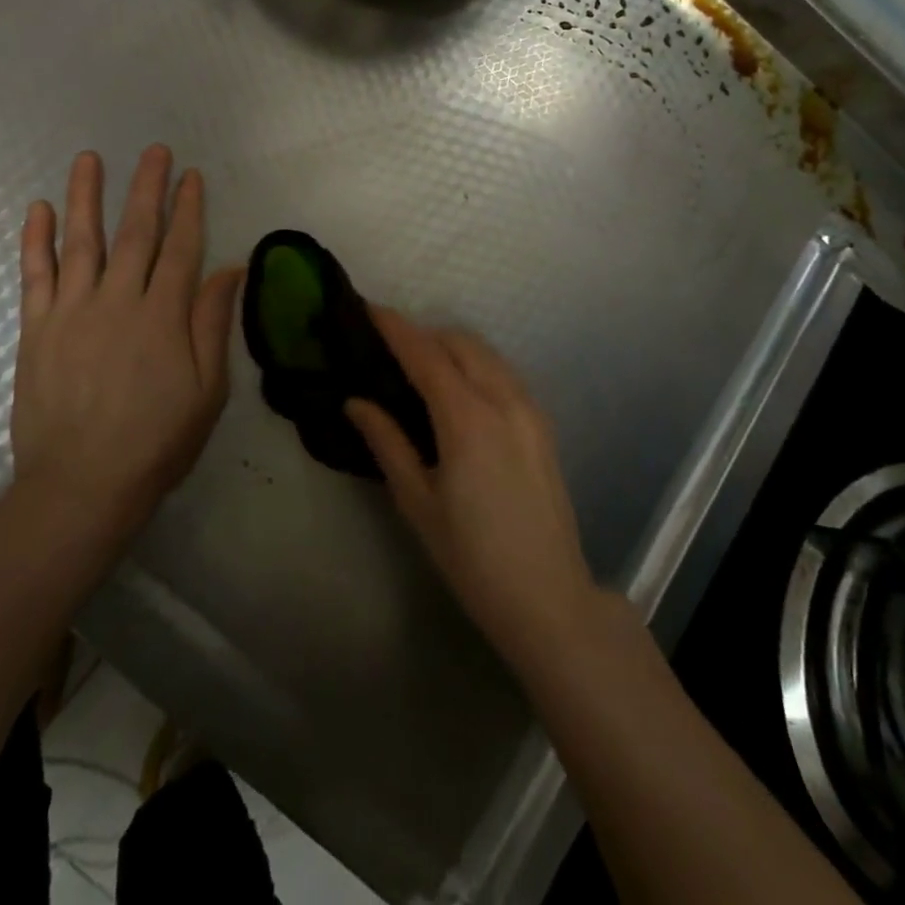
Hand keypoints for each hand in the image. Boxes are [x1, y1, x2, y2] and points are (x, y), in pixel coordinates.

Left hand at [10, 146, 242, 538]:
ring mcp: (72, 311)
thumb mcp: (207, 390)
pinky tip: (39, 208)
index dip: (188, 208)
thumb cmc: (157, 440)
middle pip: (135, 232)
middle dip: (146, 187)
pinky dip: (36, 239)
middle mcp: (118, 301)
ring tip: (90, 158)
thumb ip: (213, 324)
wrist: (81, 484)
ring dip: (87, 196)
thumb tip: (230, 268)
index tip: (192, 176)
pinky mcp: (36, 329)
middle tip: (153, 151)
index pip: (181, 247)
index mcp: (163, 316)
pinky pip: (34, 274)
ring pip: (81, 241)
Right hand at [347, 310, 601, 667]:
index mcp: (467, 418)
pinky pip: (504, 373)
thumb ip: (387, 443)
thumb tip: (356, 402)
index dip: (395, 327)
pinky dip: (476, 364)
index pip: (425, 354)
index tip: (369, 308)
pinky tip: (459, 388)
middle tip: (389, 346)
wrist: (547, 596)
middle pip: (459, 343)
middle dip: (423, 334)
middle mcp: (503, 400)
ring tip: (420, 364)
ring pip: (486, 354)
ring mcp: (529, 409)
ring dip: (451, 346)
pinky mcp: (543, 423)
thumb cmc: (471, 557)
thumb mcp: (418, 502)